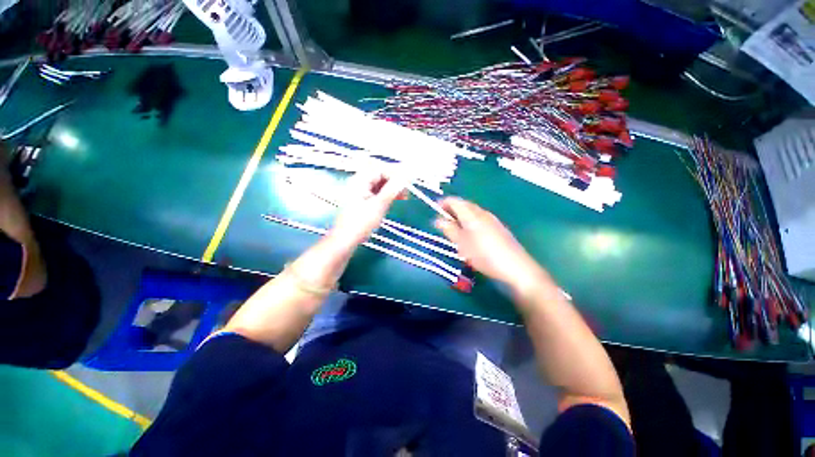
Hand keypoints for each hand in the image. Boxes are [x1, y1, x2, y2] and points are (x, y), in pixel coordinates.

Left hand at [330, 171, 405, 247]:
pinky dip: (386, 195)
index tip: (407, 182)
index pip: (380, 169)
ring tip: (404, 196)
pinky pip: (376, 192)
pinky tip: (394, 200)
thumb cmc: (361, 223)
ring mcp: (359, 192)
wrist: (345, 240)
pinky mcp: (361, 201)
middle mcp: (358, 183)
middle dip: (394, 181)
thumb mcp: (379, 205)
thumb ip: (392, 190)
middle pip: (379, 175)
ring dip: (391, 189)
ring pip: (379, 185)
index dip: (395, 174)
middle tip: (406, 190)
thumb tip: (405, 177)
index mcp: (359, 181)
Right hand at [435, 197, 542, 287]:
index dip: (444, 202)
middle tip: (442, 218)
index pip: (455, 202)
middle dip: (452, 208)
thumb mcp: (463, 245)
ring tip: (453, 225)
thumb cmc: (485, 256)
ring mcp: (492, 219)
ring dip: (461, 213)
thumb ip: (450, 230)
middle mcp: (482, 213)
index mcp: (472, 216)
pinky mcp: (498, 226)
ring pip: (473, 211)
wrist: (516, 267)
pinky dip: (470, 219)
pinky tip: (469, 231)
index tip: (435, 208)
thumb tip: (438, 220)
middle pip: (465, 204)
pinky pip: (480, 217)